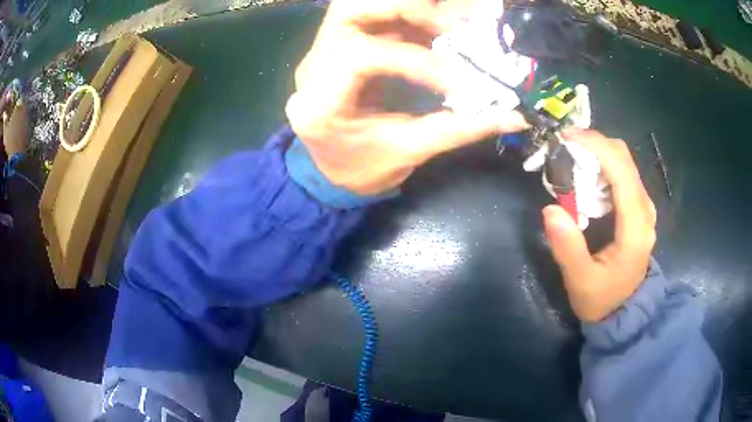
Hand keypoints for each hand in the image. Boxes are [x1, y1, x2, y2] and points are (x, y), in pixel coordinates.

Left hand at [286, 0, 527, 194]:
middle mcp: (311, 68)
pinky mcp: (334, 46)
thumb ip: (461, 129)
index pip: (360, 56)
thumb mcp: (410, 152)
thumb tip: (516, 117)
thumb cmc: (363, 170)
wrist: (330, 172)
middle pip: (349, 10)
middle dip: (406, 8)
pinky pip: (369, 16)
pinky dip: (404, 15)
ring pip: (356, 5)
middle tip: (453, 26)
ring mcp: (319, 52)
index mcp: (319, 104)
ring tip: (447, 24)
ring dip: (405, 6)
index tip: (456, 80)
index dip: (414, 59)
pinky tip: (433, 28)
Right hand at [543, 129, 656, 321]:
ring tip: (569, 155)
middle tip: (562, 145)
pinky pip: (621, 171)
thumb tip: (550, 209)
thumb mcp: (581, 282)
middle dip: (593, 142)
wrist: (624, 310)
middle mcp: (644, 208)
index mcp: (635, 226)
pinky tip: (584, 171)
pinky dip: (601, 161)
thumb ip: (568, 248)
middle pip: (623, 157)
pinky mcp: (637, 206)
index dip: (595, 146)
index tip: (565, 137)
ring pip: (623, 160)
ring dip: (596, 150)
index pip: (621, 170)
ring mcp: (642, 205)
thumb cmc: (603, 299)